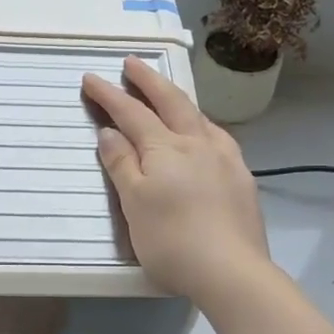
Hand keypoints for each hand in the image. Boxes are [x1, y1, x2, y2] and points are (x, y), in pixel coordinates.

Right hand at [83, 56, 270, 305]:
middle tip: (132, 63)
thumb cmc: (171, 241)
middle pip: (170, 102)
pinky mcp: (242, 177)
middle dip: (148, 80)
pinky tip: (205, 134)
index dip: (109, 95)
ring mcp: (225, 158)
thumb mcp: (134, 204)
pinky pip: (219, 137)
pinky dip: (202, 124)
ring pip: (199, 116)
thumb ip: (122, 164)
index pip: (131, 113)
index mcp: (165, 148)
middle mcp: (197, 143)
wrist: (231, 270)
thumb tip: (110, 132)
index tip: (91, 78)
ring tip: (167, 94)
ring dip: (178, 99)